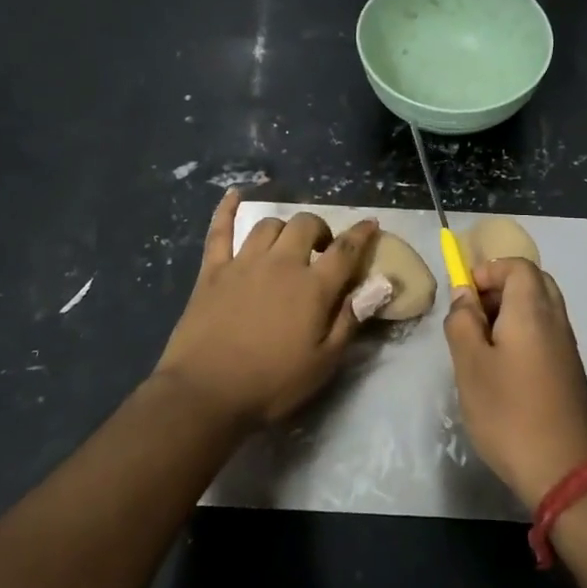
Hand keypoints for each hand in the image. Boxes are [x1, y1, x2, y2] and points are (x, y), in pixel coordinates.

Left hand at [156, 191, 377, 427]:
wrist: (205, 393)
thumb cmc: (271, 384)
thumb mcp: (324, 362)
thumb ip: (351, 320)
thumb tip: (380, 286)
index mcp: (312, 287)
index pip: (345, 250)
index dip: (362, 235)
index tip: (371, 224)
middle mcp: (281, 264)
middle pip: (306, 225)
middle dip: (320, 230)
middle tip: (322, 250)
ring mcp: (243, 263)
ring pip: (268, 225)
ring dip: (284, 229)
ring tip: (287, 245)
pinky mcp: (212, 270)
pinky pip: (220, 231)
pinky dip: (227, 209)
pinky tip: (233, 194)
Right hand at [444, 257, 586, 508]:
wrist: (564, 470)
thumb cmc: (508, 413)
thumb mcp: (470, 365)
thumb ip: (462, 322)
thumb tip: (464, 295)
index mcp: (532, 310)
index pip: (517, 265)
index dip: (488, 271)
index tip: (464, 297)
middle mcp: (556, 319)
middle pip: (532, 282)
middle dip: (499, 288)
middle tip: (472, 316)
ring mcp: (567, 346)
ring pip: (540, 308)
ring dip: (510, 313)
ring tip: (481, 345)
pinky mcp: (569, 370)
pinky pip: (545, 332)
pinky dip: (522, 334)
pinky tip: (502, 368)